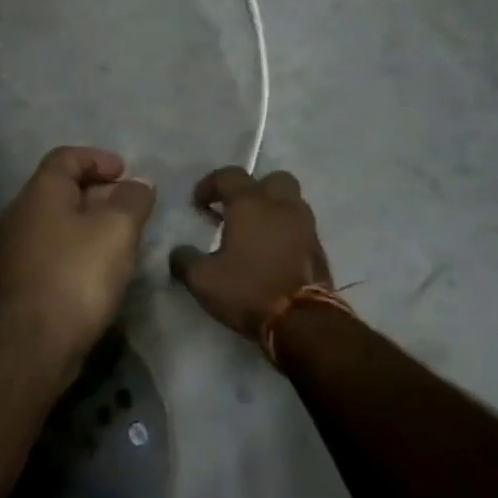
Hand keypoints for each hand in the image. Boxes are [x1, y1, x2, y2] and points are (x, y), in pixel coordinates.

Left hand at [0, 146, 156, 369]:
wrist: (30, 343)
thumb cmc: (76, 274)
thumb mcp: (117, 229)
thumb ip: (132, 200)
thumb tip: (138, 184)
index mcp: (40, 192)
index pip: (66, 157)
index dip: (98, 158)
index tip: (126, 173)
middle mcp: (20, 214)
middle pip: (60, 190)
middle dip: (98, 193)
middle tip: (130, 208)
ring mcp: (13, 250)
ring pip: (55, 224)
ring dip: (87, 225)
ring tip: (120, 240)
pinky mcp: (16, 282)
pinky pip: (50, 253)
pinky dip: (75, 251)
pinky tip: (98, 271)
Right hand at [169, 167, 332, 339]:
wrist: (302, 321)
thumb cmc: (248, 290)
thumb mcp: (203, 280)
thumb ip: (185, 260)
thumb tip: (179, 253)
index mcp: (251, 204)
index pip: (229, 176)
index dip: (209, 185)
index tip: (198, 204)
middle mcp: (281, 206)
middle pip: (271, 179)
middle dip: (251, 189)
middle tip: (234, 211)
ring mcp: (305, 226)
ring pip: (290, 201)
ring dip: (271, 209)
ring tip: (253, 233)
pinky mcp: (318, 248)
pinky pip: (299, 227)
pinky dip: (285, 231)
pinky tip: (270, 252)